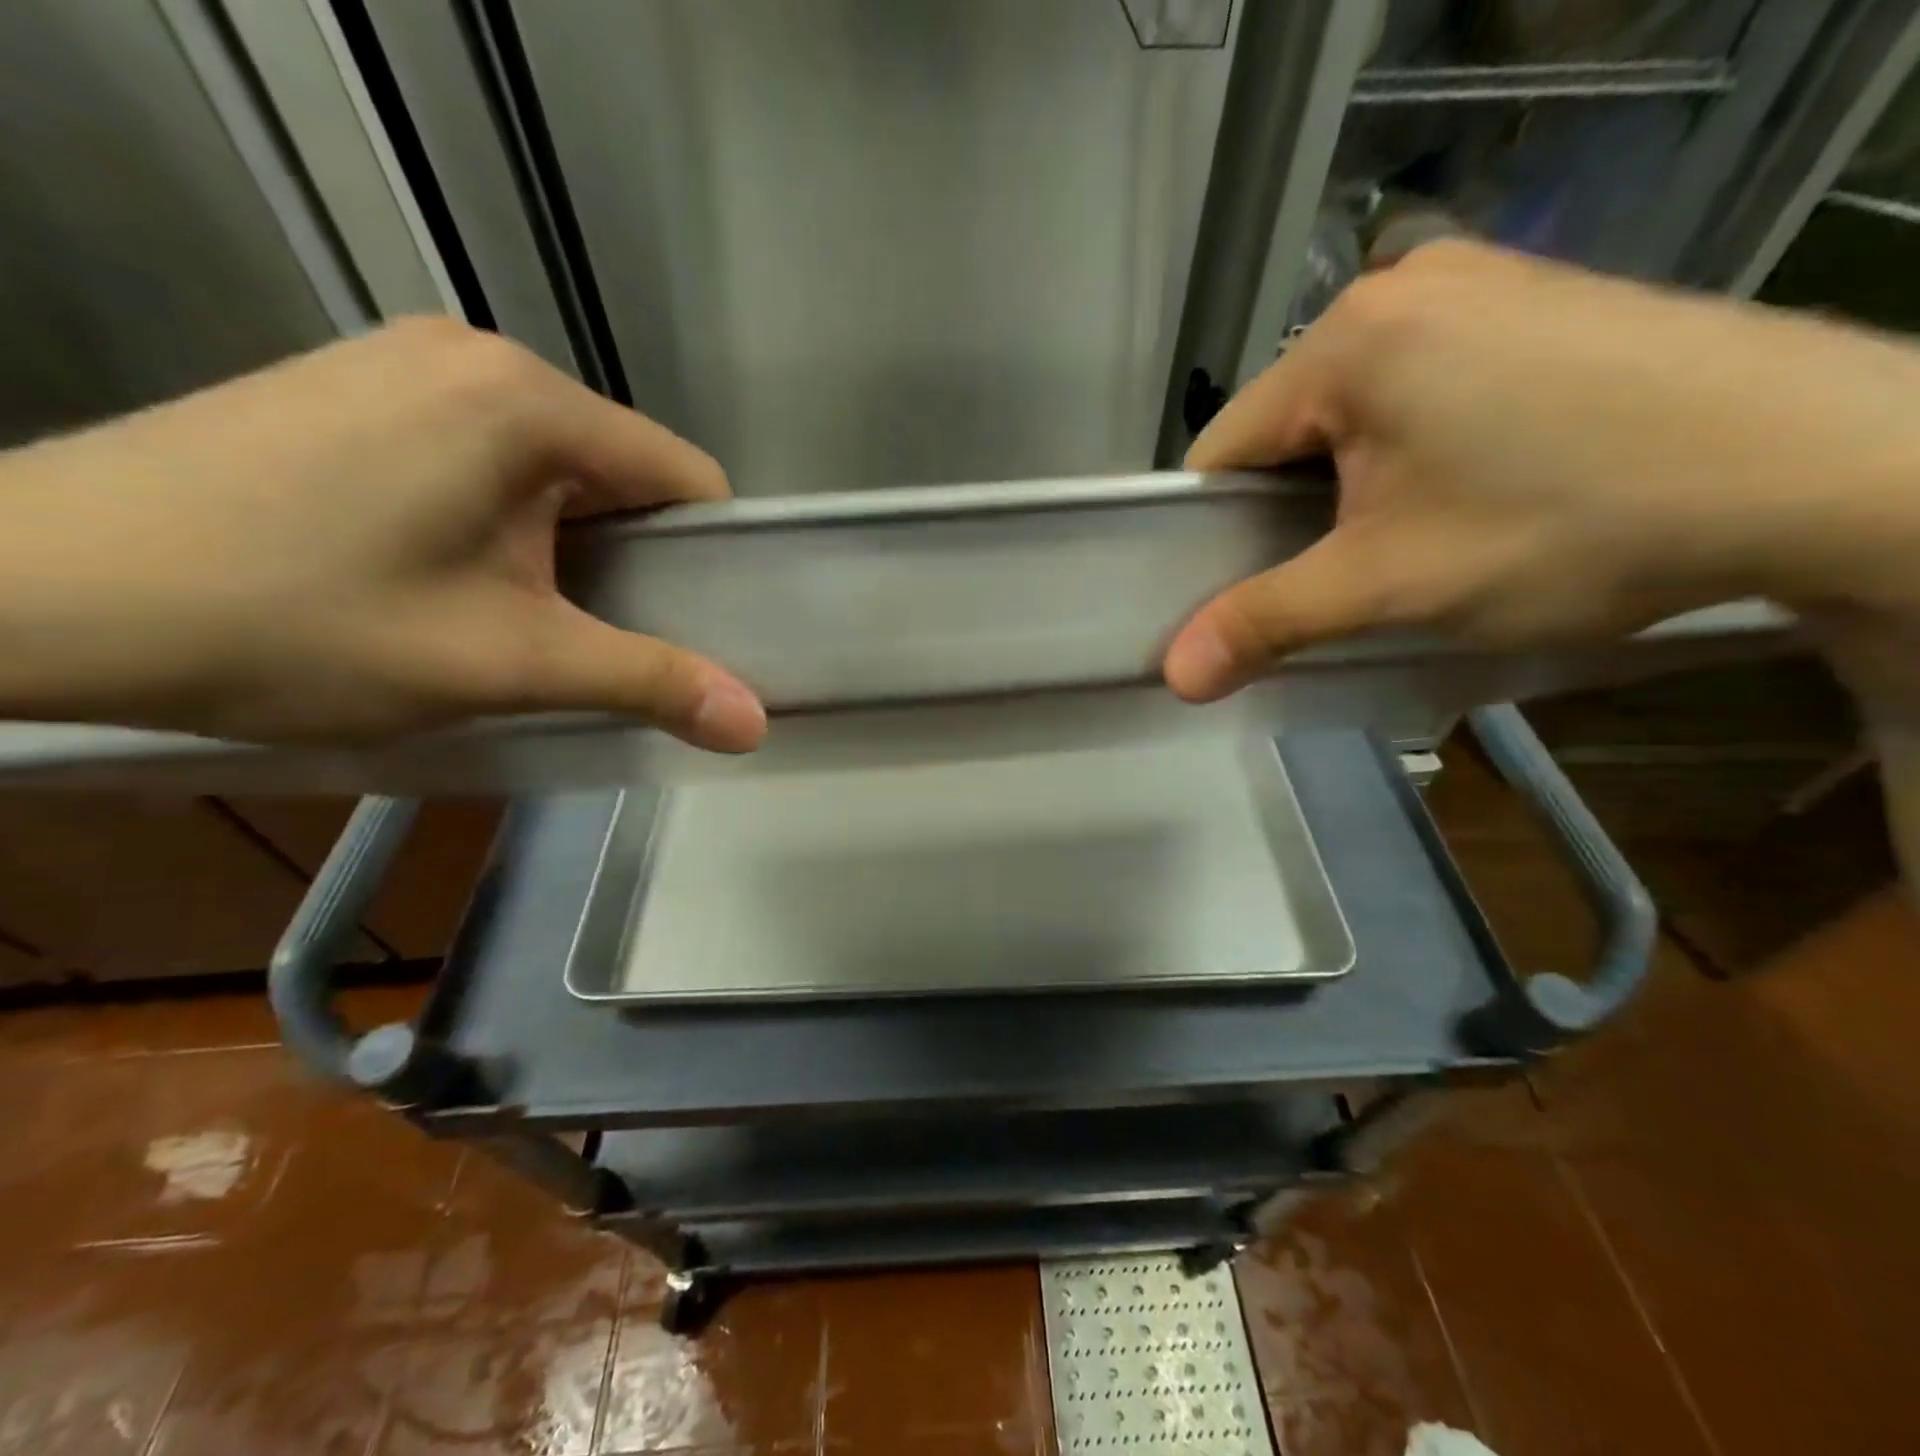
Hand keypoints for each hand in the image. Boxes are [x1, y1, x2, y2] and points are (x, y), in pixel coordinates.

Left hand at [0, 317, 766, 748]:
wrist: (27, 592)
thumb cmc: (296, 624)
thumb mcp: (504, 663)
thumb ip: (647, 681)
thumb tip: (755, 723)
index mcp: (529, 402)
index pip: (685, 476)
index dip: (709, 557)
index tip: (696, 626)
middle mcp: (478, 356)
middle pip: (621, 468)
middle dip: (633, 556)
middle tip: (604, 636)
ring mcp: (408, 361)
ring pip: (554, 464)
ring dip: (568, 542)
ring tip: (527, 613)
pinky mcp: (356, 384)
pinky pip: (487, 451)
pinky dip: (507, 516)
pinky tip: (456, 571)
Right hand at [1162, 240, 1919, 701]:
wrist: (1833, 468)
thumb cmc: (1572, 523)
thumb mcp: (1391, 586)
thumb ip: (1266, 621)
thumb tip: (1174, 675)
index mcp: (1346, 340)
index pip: (1222, 452)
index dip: (1215, 534)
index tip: (1241, 594)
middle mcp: (1399, 289)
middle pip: (1287, 432)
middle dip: (1292, 514)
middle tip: (1335, 580)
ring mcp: (1475, 285)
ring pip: (1352, 415)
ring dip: (1352, 489)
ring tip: (1405, 543)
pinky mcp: (1531, 303)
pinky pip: (1418, 390)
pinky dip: (1410, 453)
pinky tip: (1465, 493)